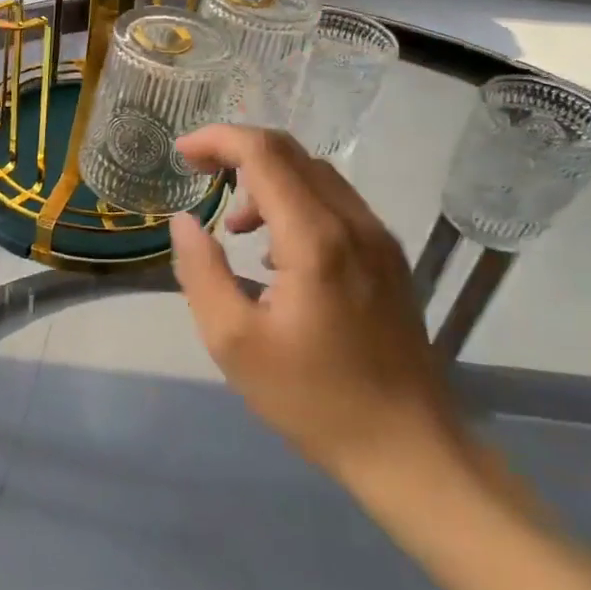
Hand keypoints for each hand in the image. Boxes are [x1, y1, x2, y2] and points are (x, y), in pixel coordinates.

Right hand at [168, 126, 464, 486]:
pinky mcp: (389, 258)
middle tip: (197, 173)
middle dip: (237, 151)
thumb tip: (184, 221)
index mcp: (316, 239)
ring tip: (234, 226)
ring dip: (266, 179)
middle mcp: (354, 223)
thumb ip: (201, 272)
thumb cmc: (313, 398)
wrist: (409, 449)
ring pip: (316, 175)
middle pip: (291, 154)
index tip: (181, 153)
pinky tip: (275, 253)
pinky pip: (335, 203)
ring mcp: (379, 239)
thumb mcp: (234, 342)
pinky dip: (294, 202)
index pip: (264, 154)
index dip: (217, 140)